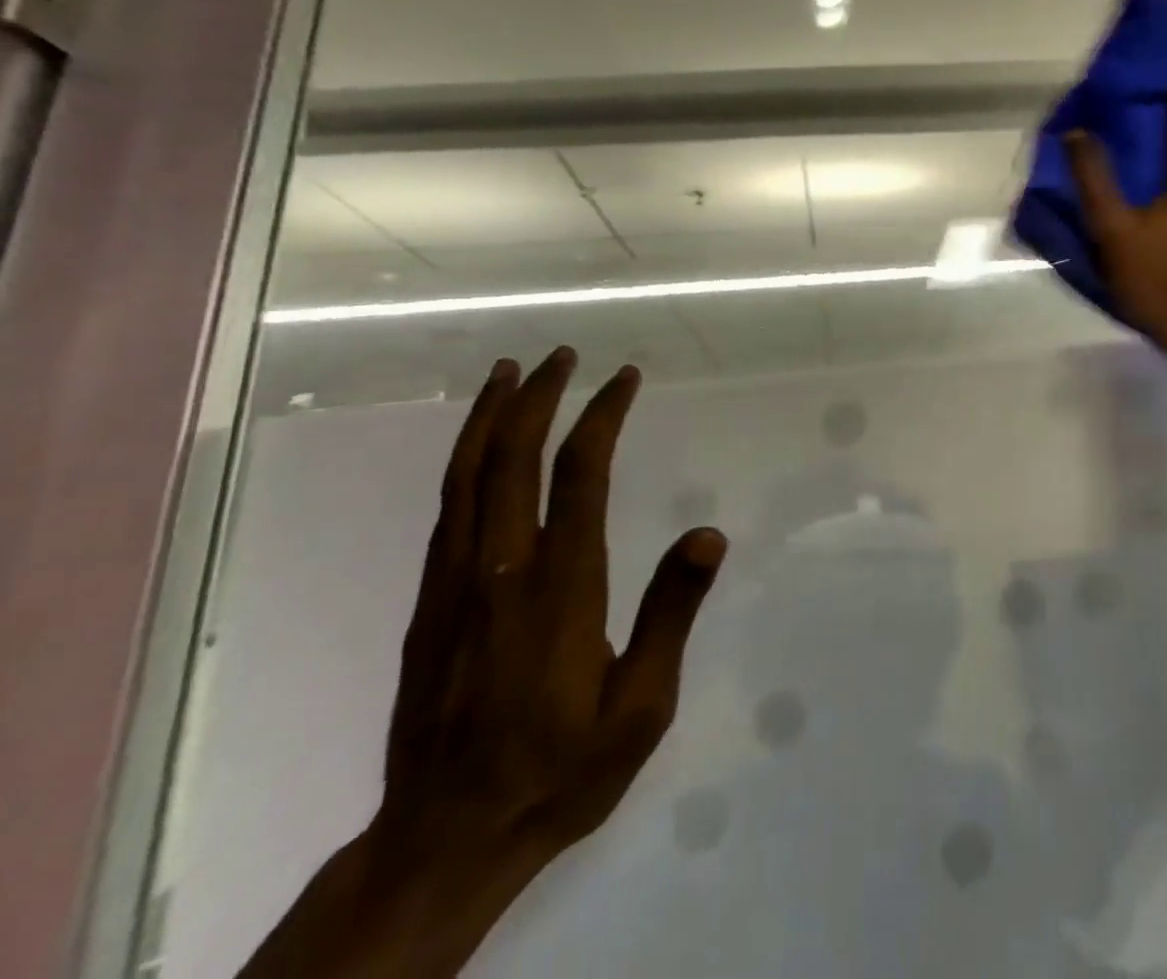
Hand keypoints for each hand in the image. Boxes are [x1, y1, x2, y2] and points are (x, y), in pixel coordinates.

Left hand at [242, 349, 726, 978]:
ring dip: (489, 416)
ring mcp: (453, 585)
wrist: (443, 842)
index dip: (601, 416)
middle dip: (538, 396)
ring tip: (509, 372)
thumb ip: (671, 615)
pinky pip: (445, 510)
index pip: (579, 475)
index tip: (624, 378)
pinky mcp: (428, 605)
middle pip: (510, 458)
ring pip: (464, 476)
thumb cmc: (560, 770)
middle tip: (563, 353)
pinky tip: (477, 447)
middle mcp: (499, 570)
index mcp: (559, 588)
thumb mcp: (641, 707)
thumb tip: (709, 535)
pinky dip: (463, 460)